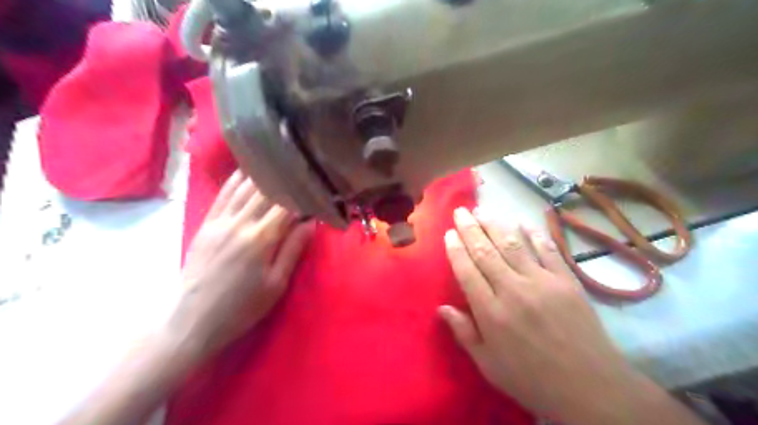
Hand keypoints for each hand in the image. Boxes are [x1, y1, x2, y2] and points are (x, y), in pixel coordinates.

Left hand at [178, 169, 314, 358]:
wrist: (193, 319)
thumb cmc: (242, 307)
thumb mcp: (275, 284)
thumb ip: (293, 250)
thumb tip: (311, 223)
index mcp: (261, 239)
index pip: (286, 206)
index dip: (301, 194)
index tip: (314, 186)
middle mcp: (240, 223)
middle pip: (266, 192)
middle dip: (285, 180)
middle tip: (300, 169)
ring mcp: (220, 221)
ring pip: (244, 188)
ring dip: (263, 174)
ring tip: (278, 163)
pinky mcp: (206, 224)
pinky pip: (223, 195)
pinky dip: (237, 180)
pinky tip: (247, 170)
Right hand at [438, 207, 637, 420]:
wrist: (590, 387)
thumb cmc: (532, 379)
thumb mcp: (489, 365)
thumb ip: (464, 333)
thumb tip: (441, 308)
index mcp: (491, 312)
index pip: (467, 271)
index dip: (456, 249)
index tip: (449, 233)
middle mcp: (513, 290)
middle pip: (486, 252)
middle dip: (471, 229)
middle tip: (461, 211)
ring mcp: (542, 282)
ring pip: (513, 245)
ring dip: (496, 224)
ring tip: (483, 211)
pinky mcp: (566, 281)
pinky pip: (547, 250)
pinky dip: (534, 234)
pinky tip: (523, 222)